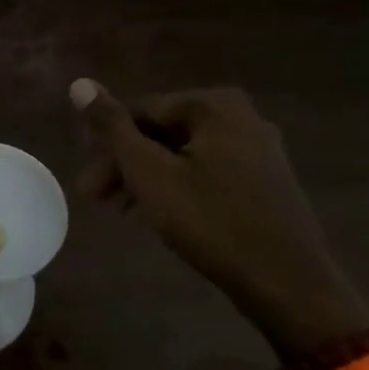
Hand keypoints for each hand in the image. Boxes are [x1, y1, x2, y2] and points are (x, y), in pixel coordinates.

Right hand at [69, 80, 368, 355]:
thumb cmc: (211, 221)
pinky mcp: (265, 181)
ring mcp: (258, 149)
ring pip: (182, 154)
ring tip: (120, 210)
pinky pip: (206, 171)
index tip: (84, 180)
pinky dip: (176, 186)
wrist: (288, 285)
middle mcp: (241, 117)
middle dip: (124, 164)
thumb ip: (112, 126)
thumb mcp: (149, 172)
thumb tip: (79, 84)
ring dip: (145, 177)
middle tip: (94, 198)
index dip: (105, 144)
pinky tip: (158, 213)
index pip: (140, 111)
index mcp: (215, 106)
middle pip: (161, 132)